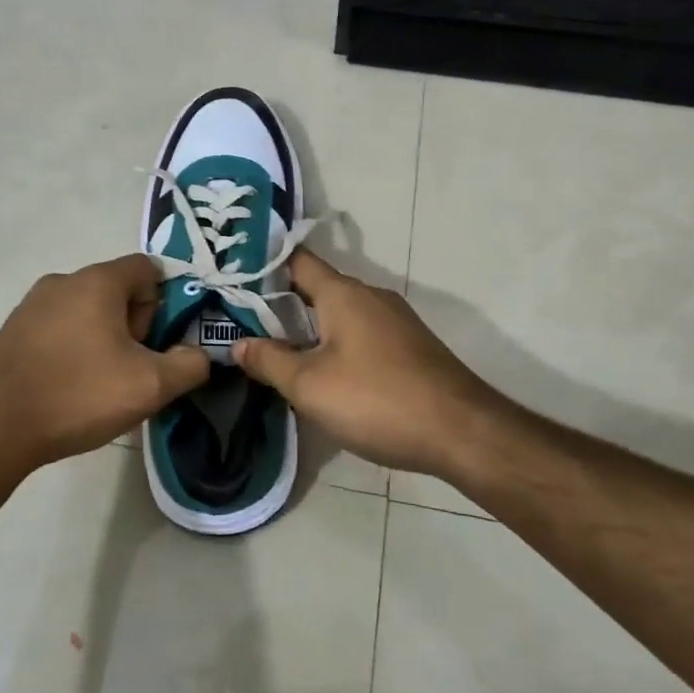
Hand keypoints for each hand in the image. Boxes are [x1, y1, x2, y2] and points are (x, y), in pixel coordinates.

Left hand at [0, 254, 210, 473]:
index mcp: (98, 281)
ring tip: (99, 385)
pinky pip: (58, 328)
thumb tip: (198, 355)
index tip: (156, 343)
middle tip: (130, 369)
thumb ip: (190, 365)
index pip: (148, 268)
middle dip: (134, 325)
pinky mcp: (12, 330)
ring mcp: (32, 304)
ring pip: (87, 311)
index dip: (162, 303)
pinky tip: (67, 387)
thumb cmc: (78, 394)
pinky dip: (72, 349)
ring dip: (103, 339)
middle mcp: (63, 280)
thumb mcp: (151, 385)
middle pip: (117, 289)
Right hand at [233, 249, 509, 475]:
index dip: (263, 266)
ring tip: (274, 350)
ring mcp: (394, 321)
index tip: (233, 279)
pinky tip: (323, 373)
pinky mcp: (408, 346)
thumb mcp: (310, 385)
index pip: (296, 260)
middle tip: (242, 322)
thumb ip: (270, 361)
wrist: (461, 432)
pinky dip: (335, 344)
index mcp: (343, 293)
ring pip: (339, 314)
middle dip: (280, 304)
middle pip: (316, 288)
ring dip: (308, 328)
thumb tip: (237, 344)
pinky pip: (360, 334)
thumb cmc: (377, 400)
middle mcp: (370, 296)